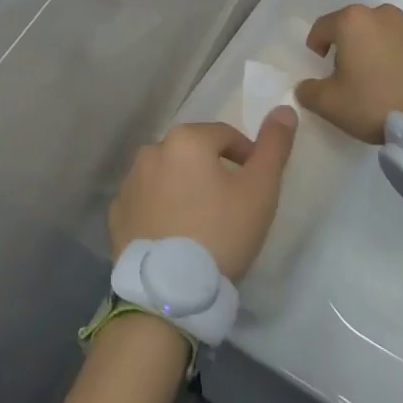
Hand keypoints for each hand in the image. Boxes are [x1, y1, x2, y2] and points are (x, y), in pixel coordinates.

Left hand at [108, 111, 297, 281]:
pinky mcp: (117, 215)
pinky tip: (173, 235)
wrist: (170, 293)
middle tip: (229, 207)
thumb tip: (285, 109)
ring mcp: (130, 183)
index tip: (255, 187)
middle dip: (212, 172)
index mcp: (186, 139)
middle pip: (194, 154)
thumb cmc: (221, 233)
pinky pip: (145, 202)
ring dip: (184, 188)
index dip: (246, 157)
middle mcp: (151, 151)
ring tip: (201, 224)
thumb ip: (274, 146)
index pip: (225, 136)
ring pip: (167, 176)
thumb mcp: (260, 190)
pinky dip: (159, 210)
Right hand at [296, 3, 402, 143]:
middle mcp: (385, 14)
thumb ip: (309, 91)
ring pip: (391, 32)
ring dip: (385, 47)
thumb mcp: (331, 105)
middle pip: (360, 26)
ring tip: (390, 77)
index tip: (321, 62)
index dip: (317, 43)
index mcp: (353, 22)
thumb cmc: (376, 104)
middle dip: (354, 44)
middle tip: (356, 73)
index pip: (323, 26)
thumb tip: (304, 86)